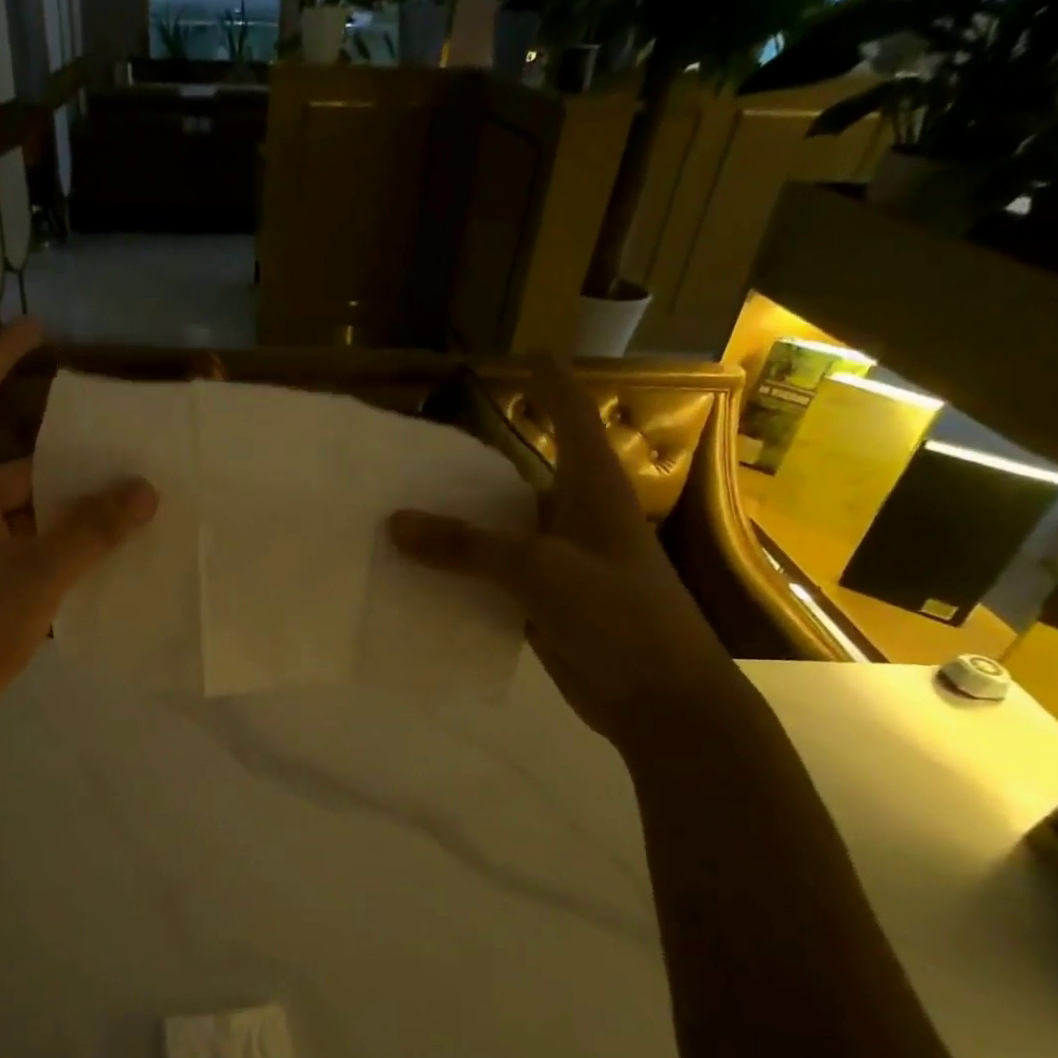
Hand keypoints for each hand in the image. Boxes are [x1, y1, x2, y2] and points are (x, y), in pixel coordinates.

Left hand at [0, 322, 157, 747]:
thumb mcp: (40, 574)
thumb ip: (93, 530)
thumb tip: (146, 489)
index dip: (1, 351)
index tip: (42, 332)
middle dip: (49, 434)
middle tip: (105, 426)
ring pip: (7, 493)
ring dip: (55, 489)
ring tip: (114, 486)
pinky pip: (9, 529)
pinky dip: (46, 527)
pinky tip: (91, 540)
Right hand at [389, 356, 739, 744]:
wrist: (662, 702)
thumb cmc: (619, 617)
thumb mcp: (540, 571)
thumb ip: (466, 547)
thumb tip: (395, 522)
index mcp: (593, 492)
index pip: (573, 419)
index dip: (552, 384)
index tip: (527, 355)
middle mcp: (576, 519)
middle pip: (520, 477)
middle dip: (473, 466)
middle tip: (416, 456)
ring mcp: (561, 565)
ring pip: (500, 533)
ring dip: (459, 526)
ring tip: (401, 512)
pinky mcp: (545, 605)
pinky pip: (492, 579)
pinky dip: (461, 575)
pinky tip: (420, 575)